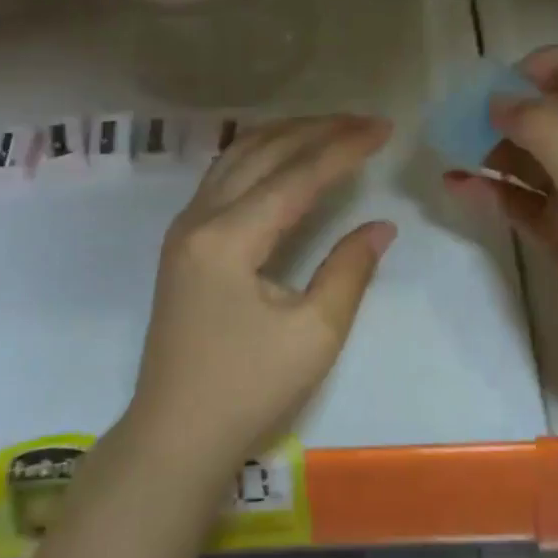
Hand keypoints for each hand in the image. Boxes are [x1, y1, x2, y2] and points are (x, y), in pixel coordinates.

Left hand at [129, 115, 395, 473]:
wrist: (174, 436)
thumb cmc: (247, 391)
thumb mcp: (314, 335)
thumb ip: (349, 270)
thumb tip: (382, 225)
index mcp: (228, 239)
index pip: (296, 176)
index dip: (343, 148)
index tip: (383, 128)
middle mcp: (199, 218)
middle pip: (263, 151)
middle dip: (317, 130)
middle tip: (364, 121)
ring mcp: (185, 227)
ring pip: (237, 156)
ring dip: (286, 134)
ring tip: (331, 127)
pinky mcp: (182, 241)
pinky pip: (224, 174)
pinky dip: (261, 154)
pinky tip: (285, 156)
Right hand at [444, 48, 557, 386]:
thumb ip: (546, 129)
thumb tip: (500, 99)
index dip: (552, 64)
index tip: (505, 82)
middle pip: (557, 113)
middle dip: (512, 109)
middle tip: (465, 118)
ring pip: (535, 158)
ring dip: (495, 150)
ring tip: (452, 150)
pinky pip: (523, 202)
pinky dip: (493, 192)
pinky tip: (457, 187)